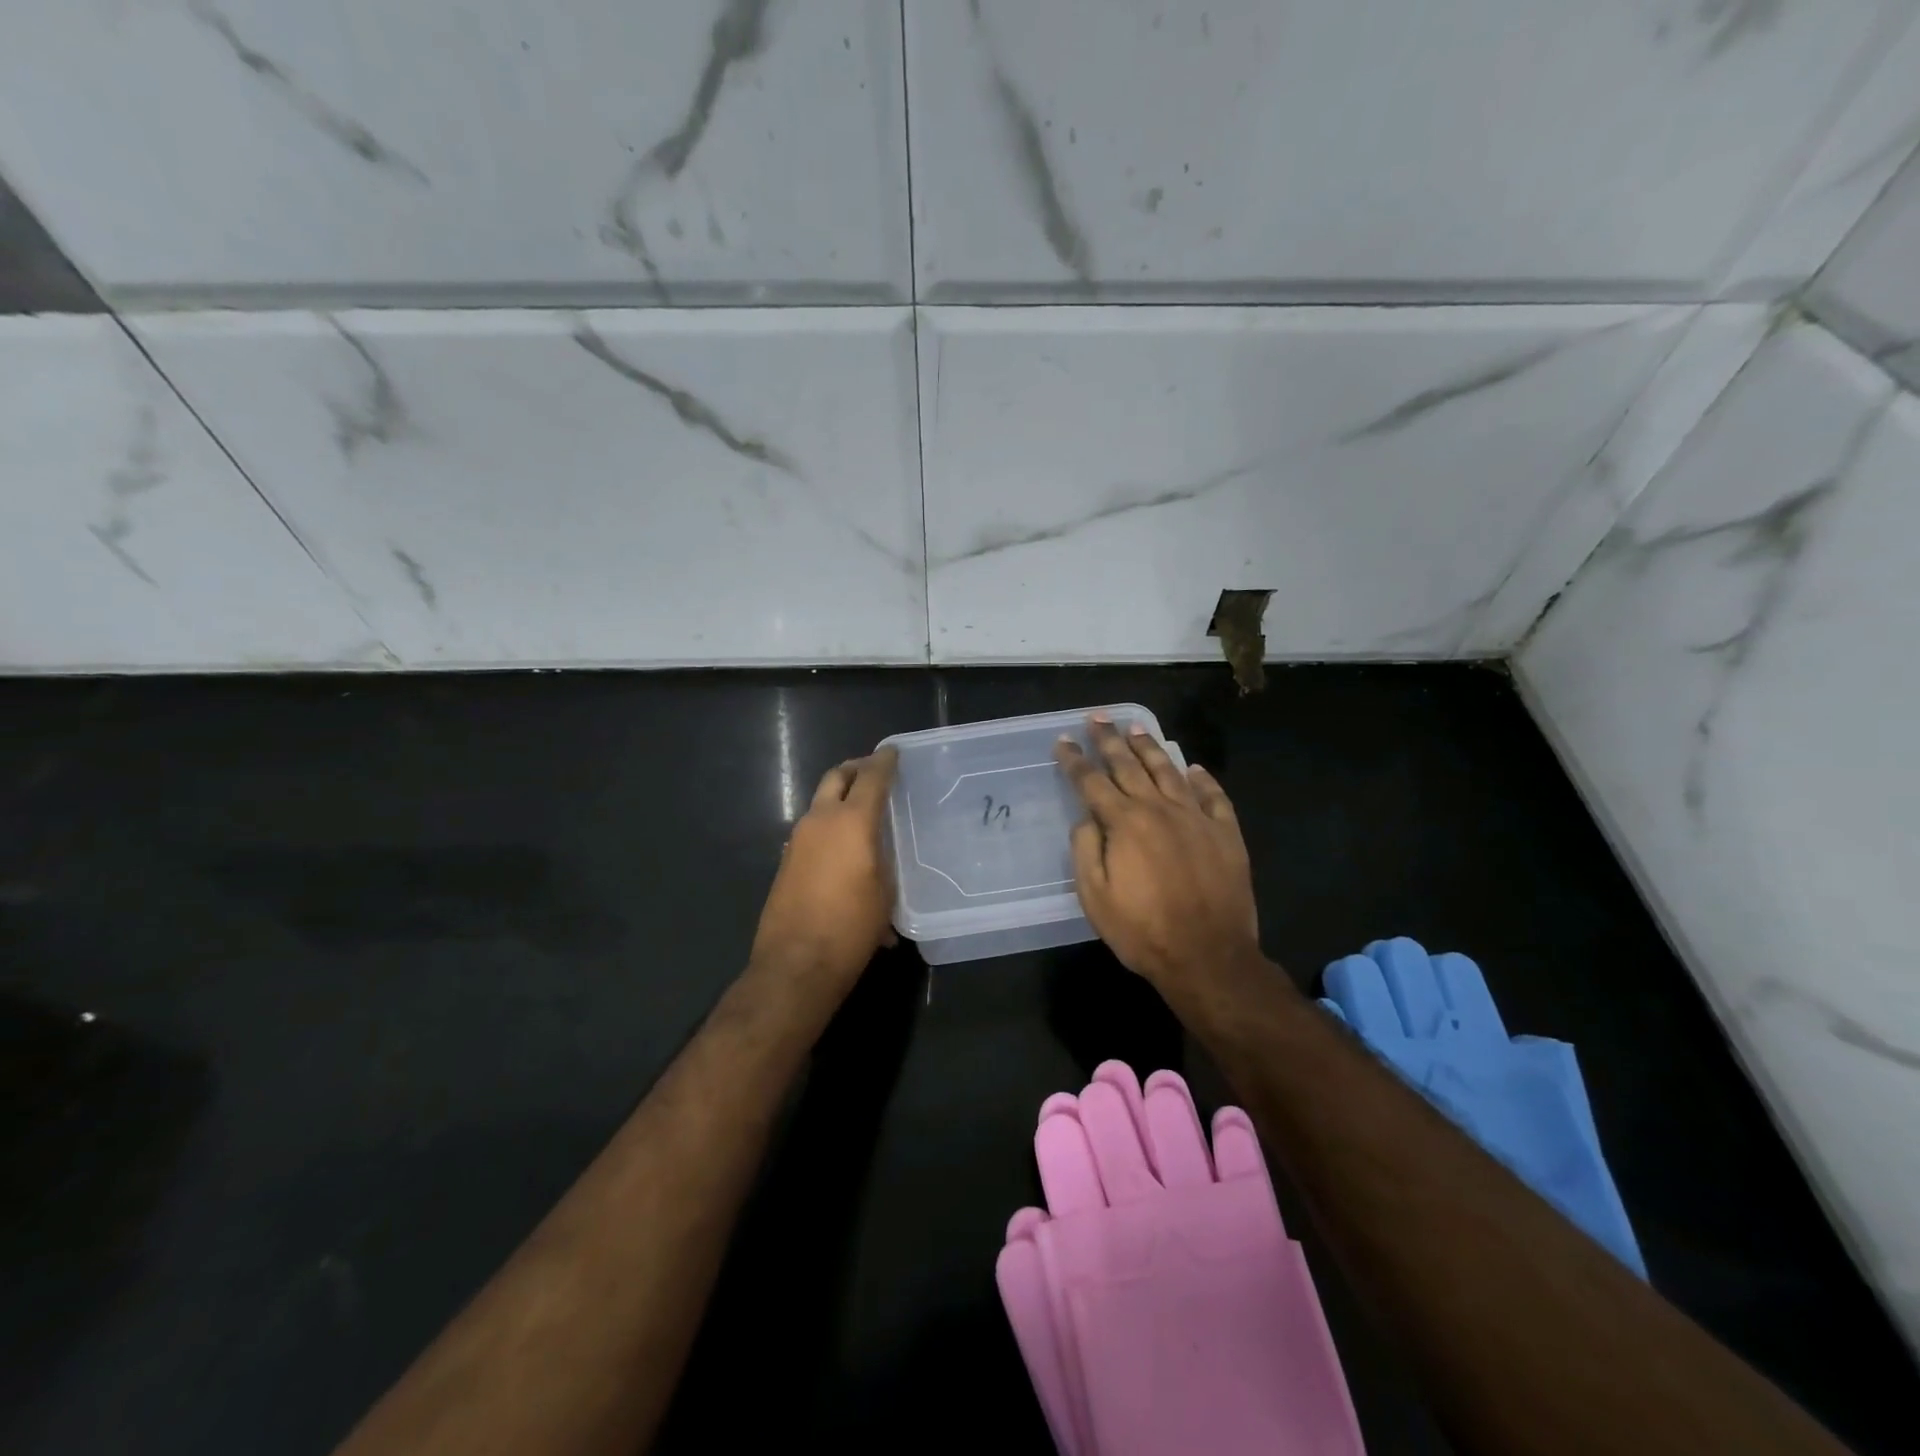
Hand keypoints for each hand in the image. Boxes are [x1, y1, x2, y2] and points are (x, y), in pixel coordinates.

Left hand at [750, 746, 898, 986]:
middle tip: (873, 771)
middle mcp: (820, 821)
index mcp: (852, 822)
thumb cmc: (851, 928)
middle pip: (836, 777)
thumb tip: (881, 865)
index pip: (871, 778)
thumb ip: (883, 864)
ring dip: (839, 798)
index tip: (893, 752)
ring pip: (820, 803)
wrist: (796, 963)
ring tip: (862, 813)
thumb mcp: (884, 895)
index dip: (884, 761)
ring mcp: (797, 840)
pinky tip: (844, 851)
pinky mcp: (786, 860)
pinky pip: (811, 830)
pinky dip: (828, 827)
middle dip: (855, 769)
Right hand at [1054, 717, 1262, 996]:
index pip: (1092, 782)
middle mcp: (1159, 810)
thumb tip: (1087, 819)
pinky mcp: (1226, 834)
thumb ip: (1086, 851)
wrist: (1208, 956)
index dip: (1074, 760)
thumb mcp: (1095, 897)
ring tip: (1136, 728)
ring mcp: (1196, 818)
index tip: (1062, 741)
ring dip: (1150, 748)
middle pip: (1129, 766)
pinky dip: (1202, 779)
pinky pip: (1213, 797)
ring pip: (1169, 772)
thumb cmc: (1142, 930)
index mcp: (1124, 823)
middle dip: (1109, 740)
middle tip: (1097, 718)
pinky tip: (1192, 768)